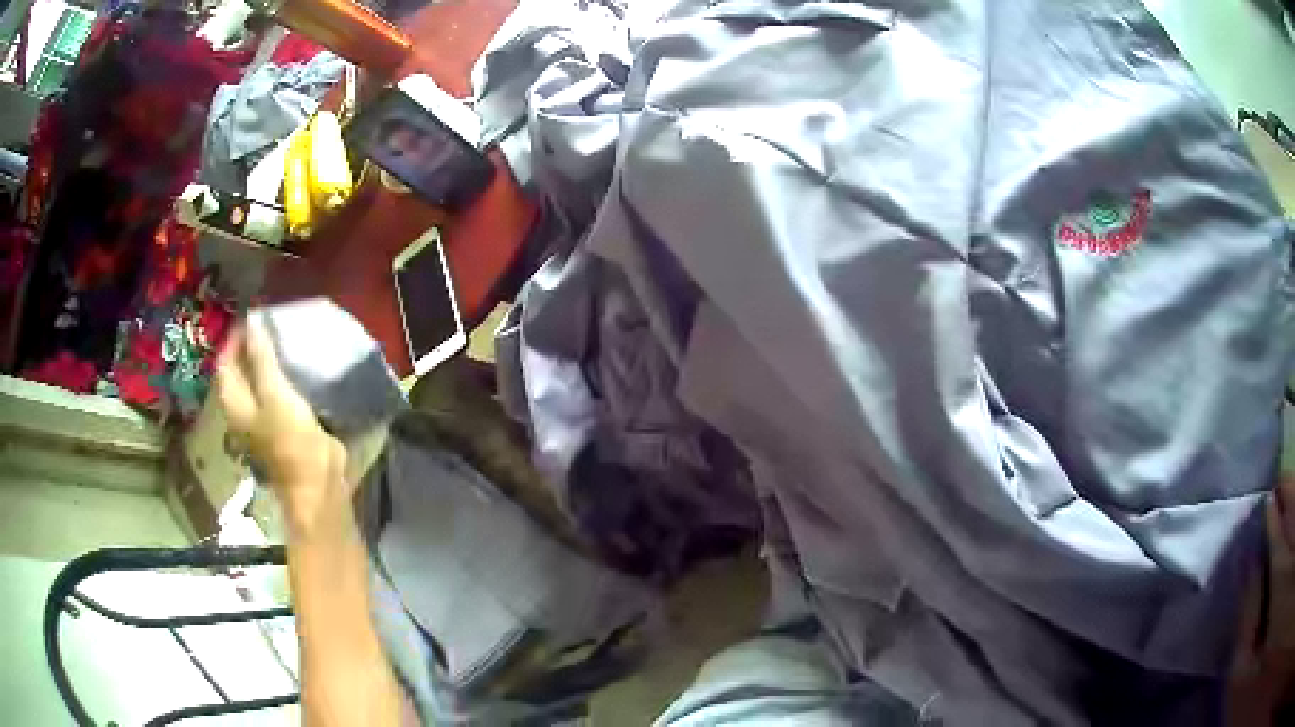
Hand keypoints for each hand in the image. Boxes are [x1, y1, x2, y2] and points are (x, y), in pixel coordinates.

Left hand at [215, 319, 346, 534]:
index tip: (254, 316)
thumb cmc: (290, 437)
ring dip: (266, 361)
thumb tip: (252, 322)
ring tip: (282, 338)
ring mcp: (262, 418)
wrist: (316, 480)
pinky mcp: (283, 424)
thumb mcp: (274, 393)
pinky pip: (276, 392)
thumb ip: (261, 358)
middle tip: (269, 323)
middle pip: (239, 372)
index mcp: (234, 402)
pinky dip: (281, 375)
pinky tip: (295, 365)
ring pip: (258, 381)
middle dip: (250, 347)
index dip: (235, 339)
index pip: (225, 362)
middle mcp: (243, 409)